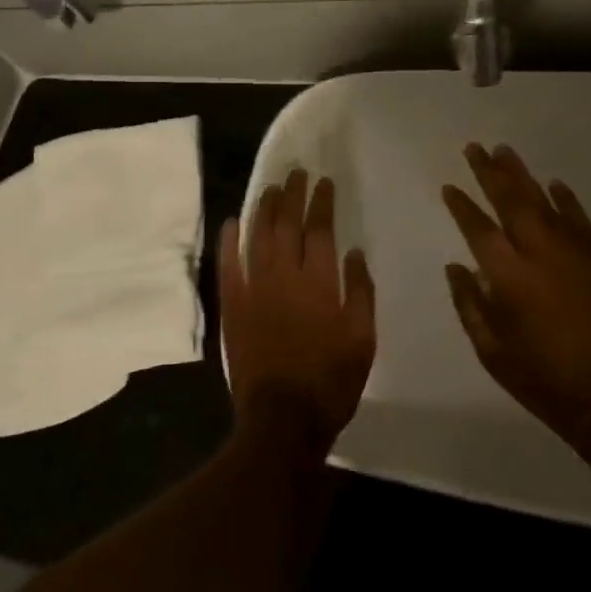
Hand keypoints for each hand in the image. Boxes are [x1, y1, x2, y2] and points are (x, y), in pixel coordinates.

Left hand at [221, 168, 375, 449]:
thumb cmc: (330, 381)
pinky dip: (229, 241)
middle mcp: (285, 276)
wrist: (282, 419)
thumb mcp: (363, 340)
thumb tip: (354, 253)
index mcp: (320, 282)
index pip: (320, 230)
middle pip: (287, 225)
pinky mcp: (233, 305)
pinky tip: (231, 221)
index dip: (322, 203)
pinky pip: (228, 264)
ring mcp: (254, 288)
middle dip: (292, 195)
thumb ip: (361, 293)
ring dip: (264, 208)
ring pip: (257, 237)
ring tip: (270, 187)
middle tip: (295, 173)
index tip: (323, 183)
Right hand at [443, 143, 590, 448]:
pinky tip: (555, 184)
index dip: (461, 204)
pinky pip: (580, 219)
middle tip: (476, 147)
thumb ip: (469, 304)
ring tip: (505, 151)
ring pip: (543, 201)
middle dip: (489, 172)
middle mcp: (538, 252)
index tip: (449, 186)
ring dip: (522, 175)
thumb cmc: (542, 379)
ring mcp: (574, 252)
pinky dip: (566, 199)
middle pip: (509, 200)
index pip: (477, 227)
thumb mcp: (490, 351)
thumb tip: (457, 267)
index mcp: (507, 274)